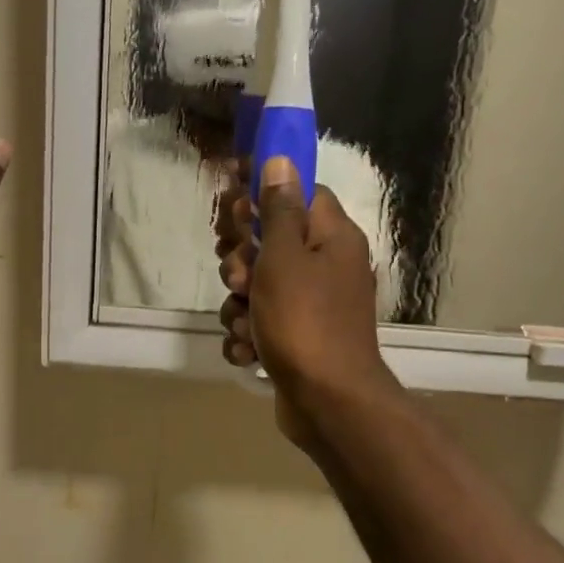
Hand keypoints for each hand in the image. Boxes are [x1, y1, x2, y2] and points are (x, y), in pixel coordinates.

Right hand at [216, 155, 397, 450]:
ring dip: (239, 306)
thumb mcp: (284, 257)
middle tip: (239, 278)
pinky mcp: (296, 340)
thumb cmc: (304, 321)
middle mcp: (326, 267)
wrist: (328, 403)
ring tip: (245, 325)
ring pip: (257, 288)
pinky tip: (249, 351)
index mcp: (332, 238)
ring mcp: (311, 307)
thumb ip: (278, 209)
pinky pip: (259, 325)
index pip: (298, 194)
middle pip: (270, 243)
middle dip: (241, 262)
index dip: (261, 197)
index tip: (232, 210)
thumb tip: (282, 159)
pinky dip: (248, 337)